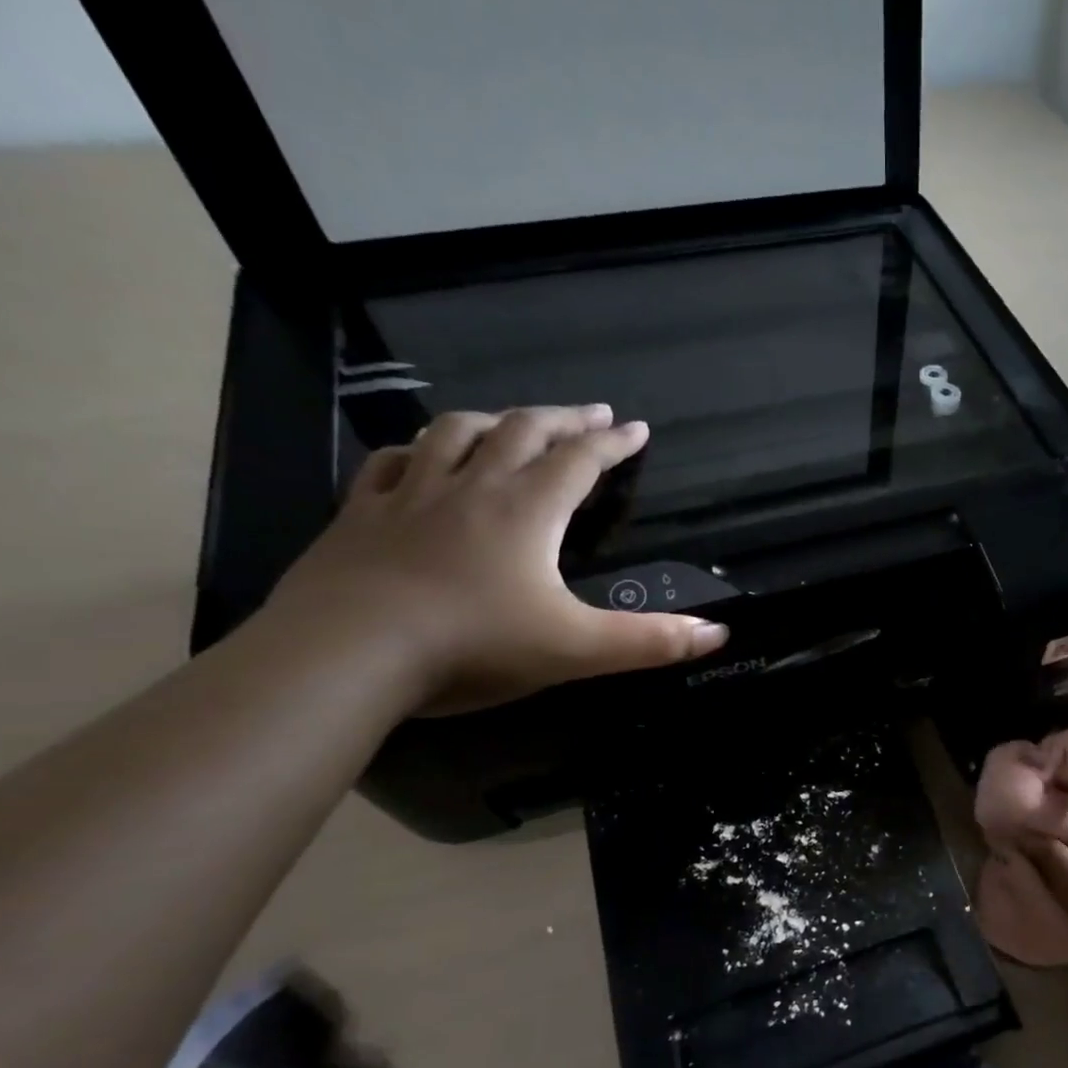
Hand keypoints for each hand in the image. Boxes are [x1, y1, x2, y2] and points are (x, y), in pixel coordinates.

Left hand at [267, 405, 728, 712]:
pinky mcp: (361, 515)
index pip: (580, 461)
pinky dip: (415, 451)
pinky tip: (419, 457)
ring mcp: (410, 496)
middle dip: (562, 419)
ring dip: (493, 420)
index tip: (637, 428)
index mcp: (527, 510)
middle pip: (522, 430)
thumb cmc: (474, 645)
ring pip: (454, 433)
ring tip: (514, 422)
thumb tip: (720, 632)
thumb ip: (651, 641)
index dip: (613, 442)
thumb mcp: (578, 649)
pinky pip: (390, 464)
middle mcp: (472, 487)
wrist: (347, 653)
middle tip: (590, 413)